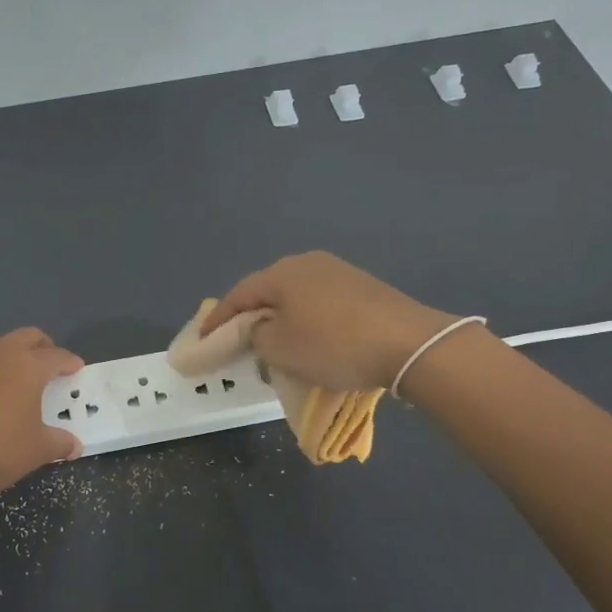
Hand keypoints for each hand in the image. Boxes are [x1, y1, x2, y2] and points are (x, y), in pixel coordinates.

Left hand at [0, 329, 84, 500]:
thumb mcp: (35, 451)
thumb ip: (58, 443)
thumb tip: (75, 445)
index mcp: (27, 367)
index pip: (56, 356)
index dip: (69, 361)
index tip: (76, 368)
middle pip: (26, 336)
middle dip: (41, 346)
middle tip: (47, 361)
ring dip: (6, 351)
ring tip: (10, 371)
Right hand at [202, 252, 459, 390]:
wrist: (408, 343)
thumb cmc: (333, 344)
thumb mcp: (279, 348)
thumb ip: (255, 336)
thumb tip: (259, 329)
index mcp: (281, 273)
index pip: (238, 295)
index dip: (217, 320)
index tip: (203, 340)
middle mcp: (307, 263)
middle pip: (267, 292)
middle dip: (250, 319)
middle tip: (238, 344)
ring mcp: (338, 272)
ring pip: (295, 298)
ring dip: (281, 322)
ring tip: (275, 347)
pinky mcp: (363, 288)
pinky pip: (320, 304)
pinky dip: (307, 323)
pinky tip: (312, 342)